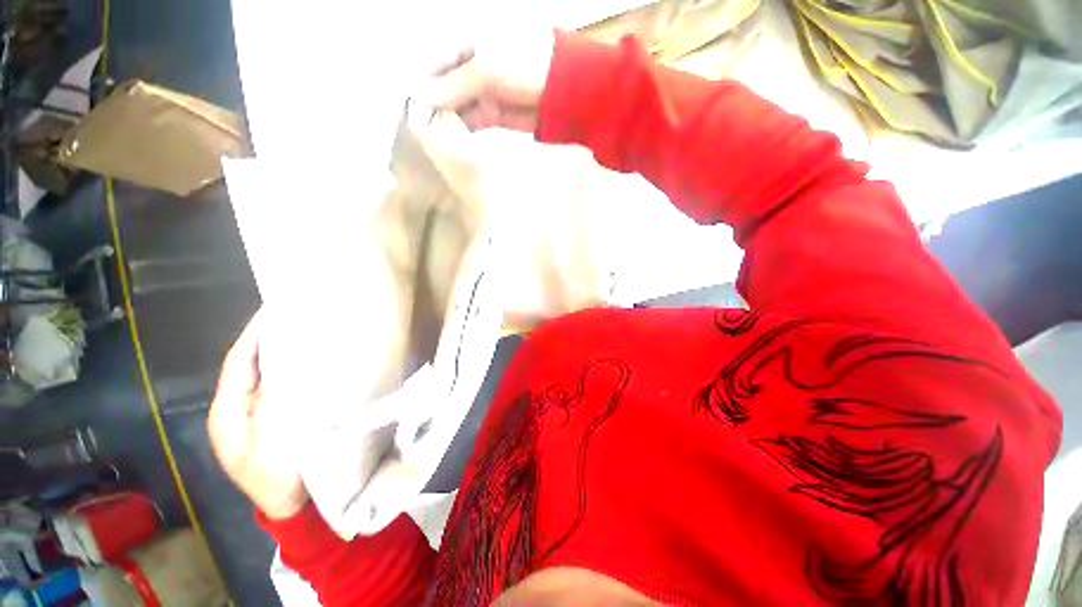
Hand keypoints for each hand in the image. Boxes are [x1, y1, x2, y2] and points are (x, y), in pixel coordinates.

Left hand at [207, 311, 308, 519]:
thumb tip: (286, 363)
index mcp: (228, 411)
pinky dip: (291, 370)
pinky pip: (279, 386)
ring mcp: (253, 414)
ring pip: (265, 374)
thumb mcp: (273, 440)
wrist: (291, 506)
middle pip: (251, 365)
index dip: (255, 335)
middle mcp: (236, 408)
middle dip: (270, 339)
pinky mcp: (272, 418)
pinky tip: (311, 361)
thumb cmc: (279, 476)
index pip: (239, 362)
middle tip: (298, 315)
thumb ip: (275, 401)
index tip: (276, 309)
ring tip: (306, 330)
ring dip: (282, 353)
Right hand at [418, 28, 555, 131]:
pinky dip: (461, 131)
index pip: (432, 64)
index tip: (409, 108)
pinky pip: (469, 121)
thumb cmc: (526, 65)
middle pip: (442, 88)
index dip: (420, 85)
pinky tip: (450, 142)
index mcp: (464, 45)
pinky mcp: (491, 114)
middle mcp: (468, 68)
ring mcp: (480, 92)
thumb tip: (420, 97)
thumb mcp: (487, 68)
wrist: (561, 90)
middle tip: (418, 131)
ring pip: (454, 107)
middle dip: (431, 107)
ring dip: (444, 121)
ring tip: (430, 139)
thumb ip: (455, 84)